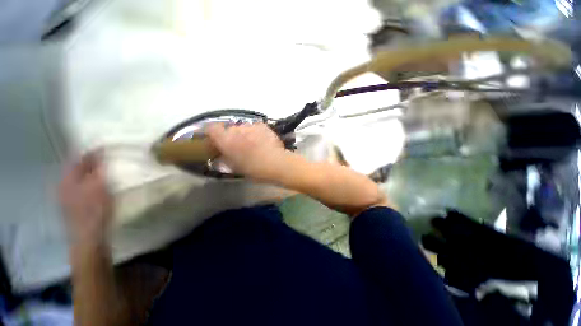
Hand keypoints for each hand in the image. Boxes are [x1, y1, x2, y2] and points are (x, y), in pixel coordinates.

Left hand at [59, 151, 112, 245]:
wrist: (89, 237)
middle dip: (90, 163)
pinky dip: (89, 184)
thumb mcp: (99, 187)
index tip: (106, 148)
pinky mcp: (72, 207)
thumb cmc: (95, 210)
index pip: (78, 159)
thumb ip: (97, 169)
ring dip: (90, 174)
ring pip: (78, 180)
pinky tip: (98, 188)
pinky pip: (80, 189)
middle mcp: (63, 186)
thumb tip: (99, 153)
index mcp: (67, 180)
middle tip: (107, 160)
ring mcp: (66, 198)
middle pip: (76, 169)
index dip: (92, 152)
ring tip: (104, 172)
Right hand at [207, 123, 287, 180]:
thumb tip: (220, 157)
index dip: (212, 134)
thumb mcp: (236, 168)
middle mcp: (236, 129)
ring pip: (242, 127)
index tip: (216, 141)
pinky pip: (255, 127)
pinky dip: (255, 132)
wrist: (276, 163)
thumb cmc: (254, 169)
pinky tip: (261, 140)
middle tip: (237, 146)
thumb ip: (225, 160)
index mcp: (226, 140)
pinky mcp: (262, 125)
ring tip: (252, 144)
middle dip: (231, 136)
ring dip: (244, 134)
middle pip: (228, 129)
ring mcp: (250, 126)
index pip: (211, 128)